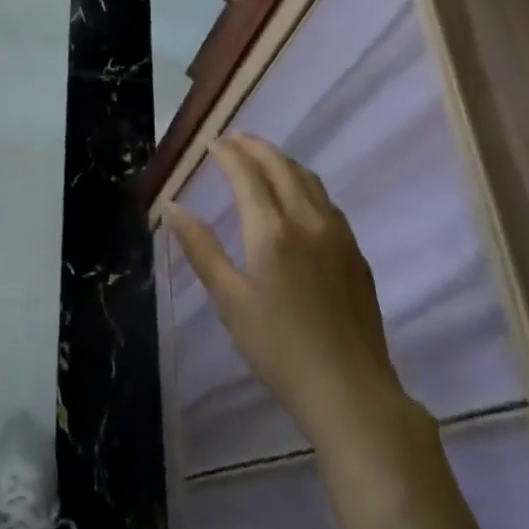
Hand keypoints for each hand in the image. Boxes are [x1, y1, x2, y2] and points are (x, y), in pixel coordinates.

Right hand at [167, 134, 411, 444]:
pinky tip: (297, 195)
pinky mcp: (356, 253)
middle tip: (234, 138)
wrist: (351, 391)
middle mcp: (307, 220)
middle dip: (255, 146)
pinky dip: (304, 183)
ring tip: (262, 157)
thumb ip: (201, 248)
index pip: (246, 174)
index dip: (227, 153)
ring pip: (308, 180)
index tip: (212, 141)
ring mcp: (338, 234)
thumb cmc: (278, 347)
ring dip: (282, 160)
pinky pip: (326, 200)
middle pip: (281, 166)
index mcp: (272, 229)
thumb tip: (173, 207)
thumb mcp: (229, 300)